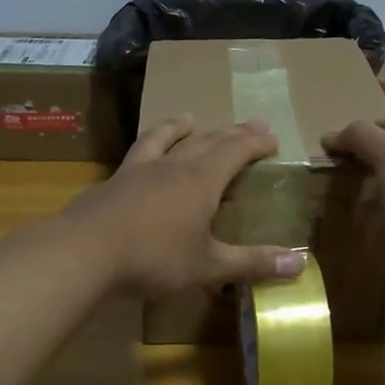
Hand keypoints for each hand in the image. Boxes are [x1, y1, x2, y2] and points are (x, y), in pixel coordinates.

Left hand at [66, 116, 307, 296]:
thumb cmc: (154, 258)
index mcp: (201, 180)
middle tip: (251, 125)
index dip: (256, 143)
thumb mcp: (208, 265)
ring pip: (167, 138)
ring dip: (182, 128)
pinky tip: (143, 154)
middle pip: (208, 140)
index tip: (272, 137)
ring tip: (191, 119)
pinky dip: (149, 145)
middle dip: (233, 133)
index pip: (236, 151)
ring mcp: (139, 170)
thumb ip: (252, 263)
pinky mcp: (114, 181)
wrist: (84, 251)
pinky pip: (138, 153)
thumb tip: (300, 263)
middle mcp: (173, 165)